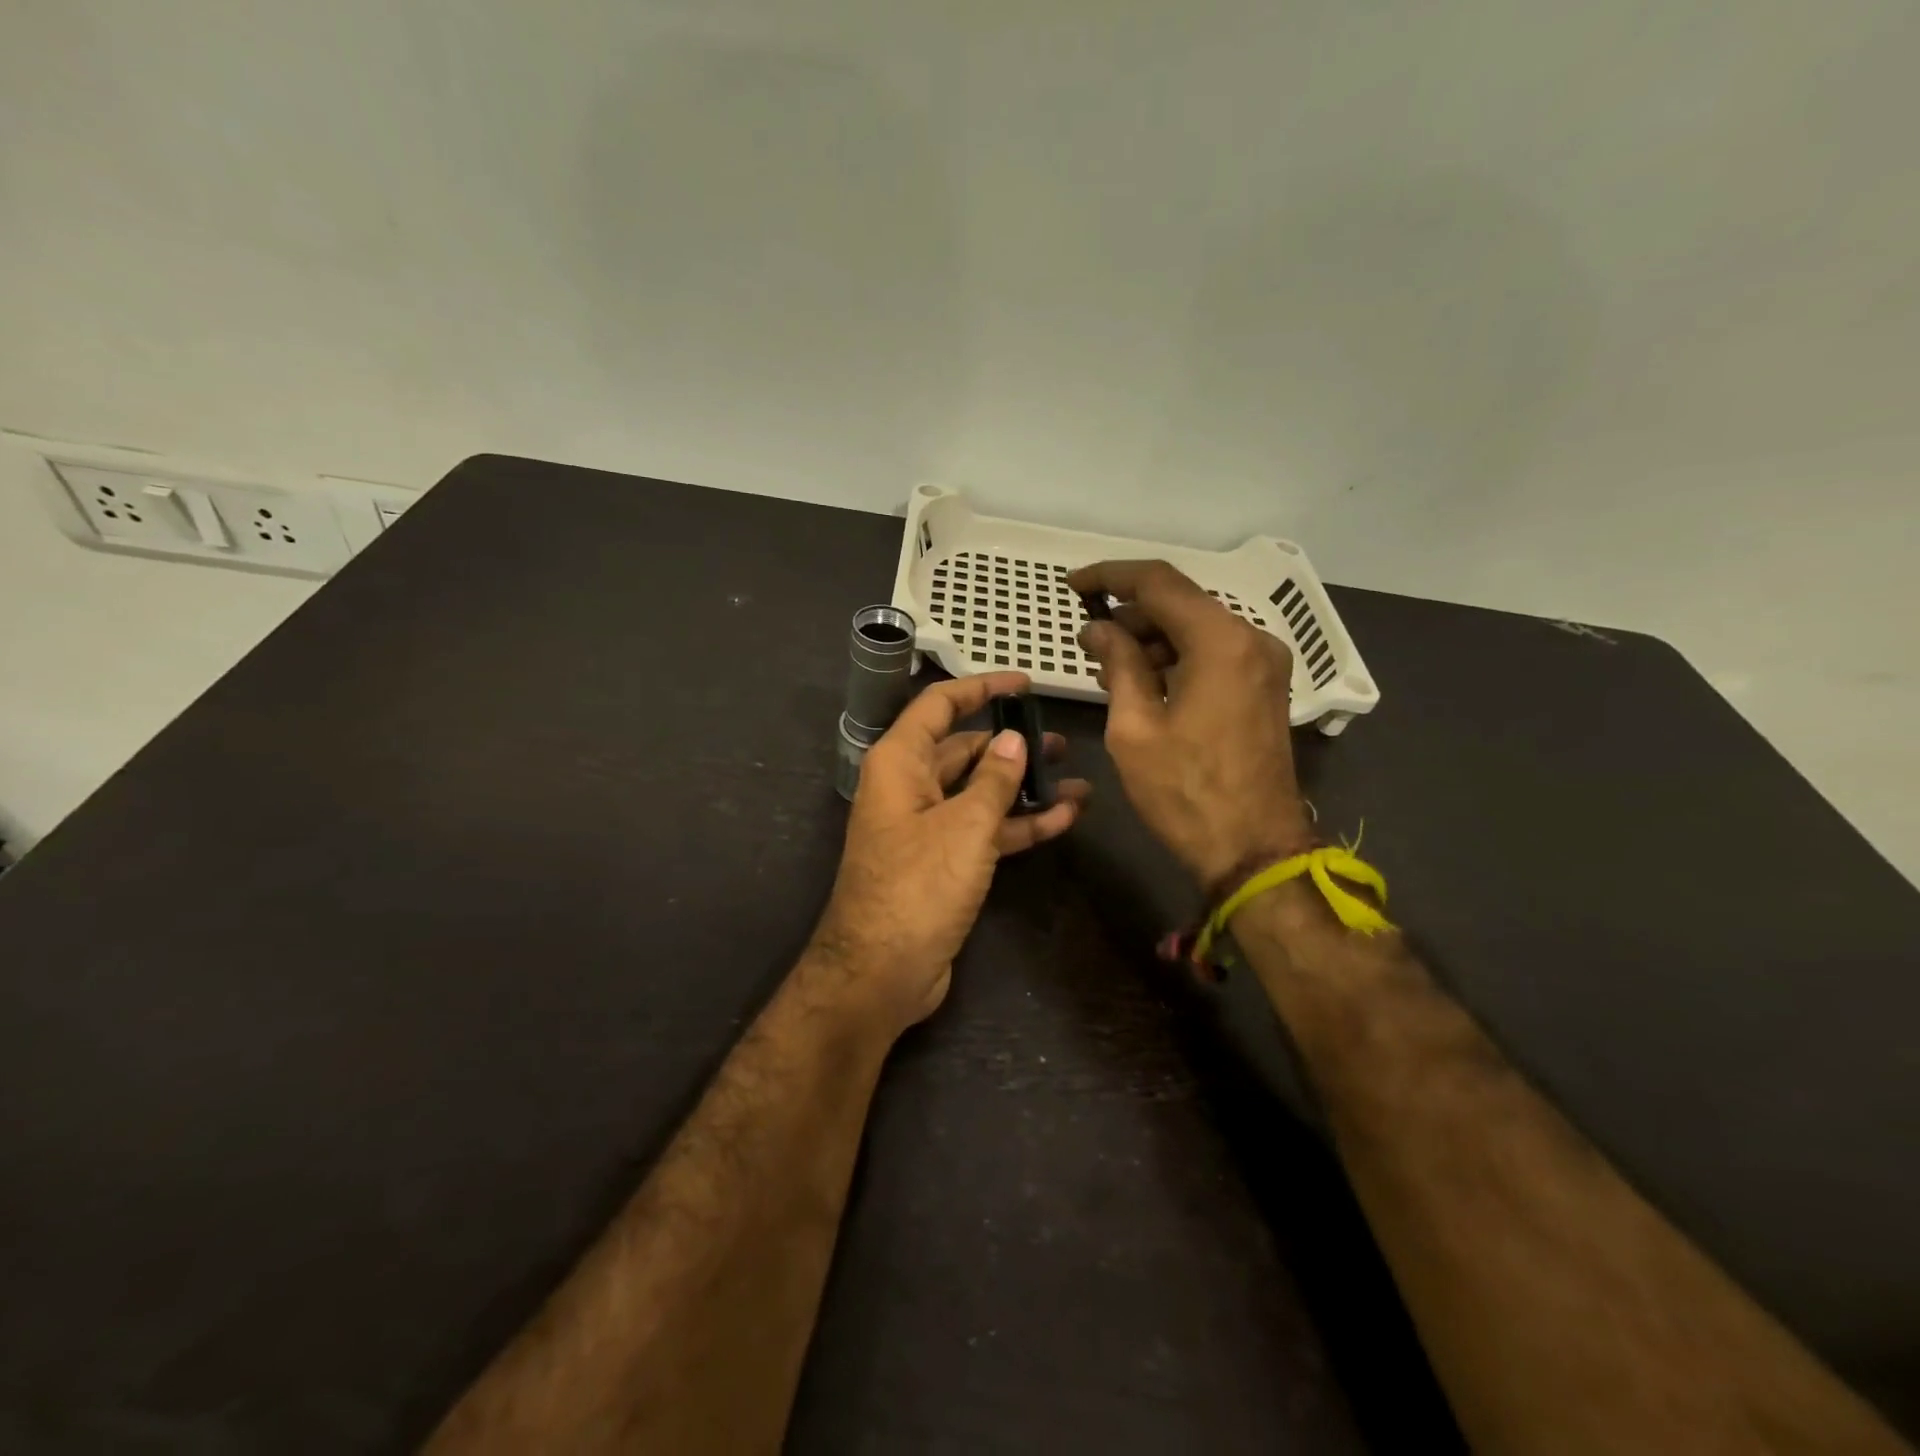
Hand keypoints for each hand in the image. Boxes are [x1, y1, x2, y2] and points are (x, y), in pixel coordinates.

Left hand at [809, 672, 1089, 1035]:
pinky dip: (1019, 824)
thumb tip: (1013, 740)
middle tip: (1061, 741)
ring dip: (1024, 787)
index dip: (981, 688)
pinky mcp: (944, 863)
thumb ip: (994, 779)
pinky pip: (984, 830)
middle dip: (1011, 744)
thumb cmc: (918, 885)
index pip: (940, 705)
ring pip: (980, 792)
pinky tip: (1065, 817)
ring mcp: (927, 827)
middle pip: (964, 750)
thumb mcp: (964, 826)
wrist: (881, 972)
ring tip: (1075, 777)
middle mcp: (910, 787)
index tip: (1024, 683)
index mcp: (900, 762)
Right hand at [1069, 560, 1312, 896]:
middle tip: (1087, 639)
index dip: (1110, 576)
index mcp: (1220, 642)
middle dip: (1129, 613)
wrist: (1253, 850)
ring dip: (1151, 638)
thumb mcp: (1134, 728)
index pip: (1158, 583)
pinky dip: (1177, 657)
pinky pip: (1214, 654)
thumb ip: (1118, 664)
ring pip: (1198, 628)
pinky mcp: (1265, 688)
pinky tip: (1144, 682)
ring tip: (1108, 666)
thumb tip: (1098, 629)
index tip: (1073, 585)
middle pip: (1181, 603)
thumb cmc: (1185, 792)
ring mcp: (1264, 664)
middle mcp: (1251, 640)